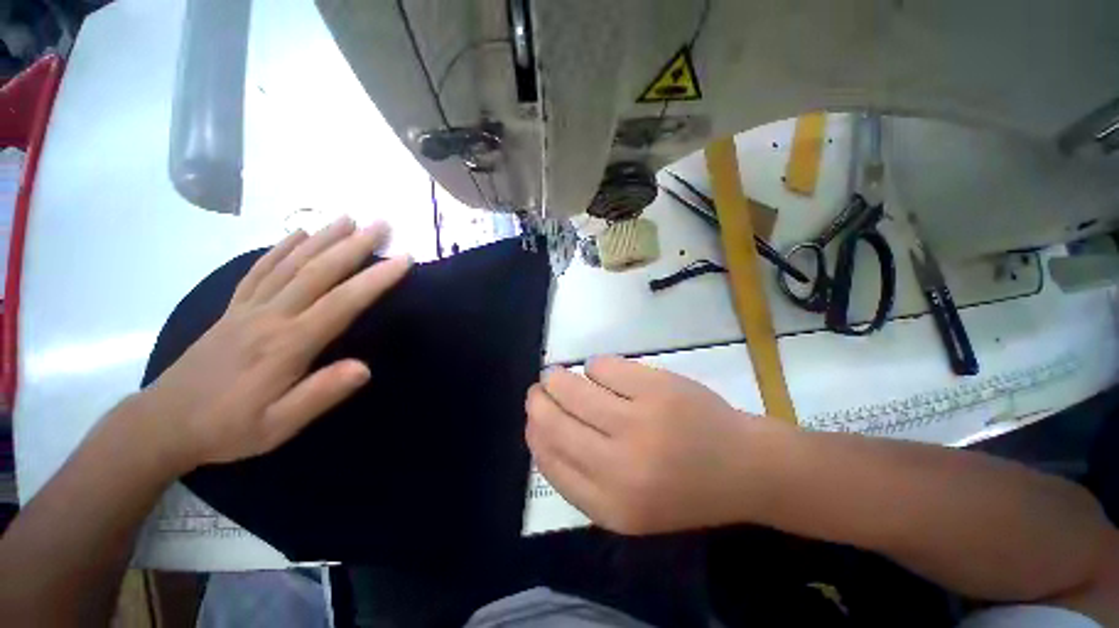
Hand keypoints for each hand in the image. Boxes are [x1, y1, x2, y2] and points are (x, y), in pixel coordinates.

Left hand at [139, 217, 410, 471]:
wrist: (163, 423)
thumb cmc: (228, 428)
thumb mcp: (278, 425)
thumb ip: (321, 394)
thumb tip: (365, 368)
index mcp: (287, 344)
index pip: (341, 303)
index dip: (375, 279)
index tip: (403, 259)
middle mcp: (270, 316)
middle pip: (318, 272)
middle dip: (354, 245)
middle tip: (381, 224)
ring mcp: (249, 307)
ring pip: (291, 263)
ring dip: (322, 237)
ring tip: (348, 218)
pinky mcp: (233, 307)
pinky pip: (260, 269)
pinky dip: (281, 247)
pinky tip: (297, 233)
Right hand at [526, 356, 779, 534]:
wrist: (744, 468)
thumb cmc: (683, 489)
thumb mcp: (628, 505)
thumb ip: (582, 476)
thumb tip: (541, 427)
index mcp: (610, 505)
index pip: (550, 460)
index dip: (534, 433)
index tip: (533, 416)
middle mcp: (620, 466)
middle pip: (556, 423)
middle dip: (539, 400)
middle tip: (540, 387)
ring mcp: (640, 422)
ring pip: (575, 389)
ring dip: (559, 378)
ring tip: (558, 374)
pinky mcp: (656, 387)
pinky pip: (604, 367)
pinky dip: (595, 366)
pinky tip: (598, 370)